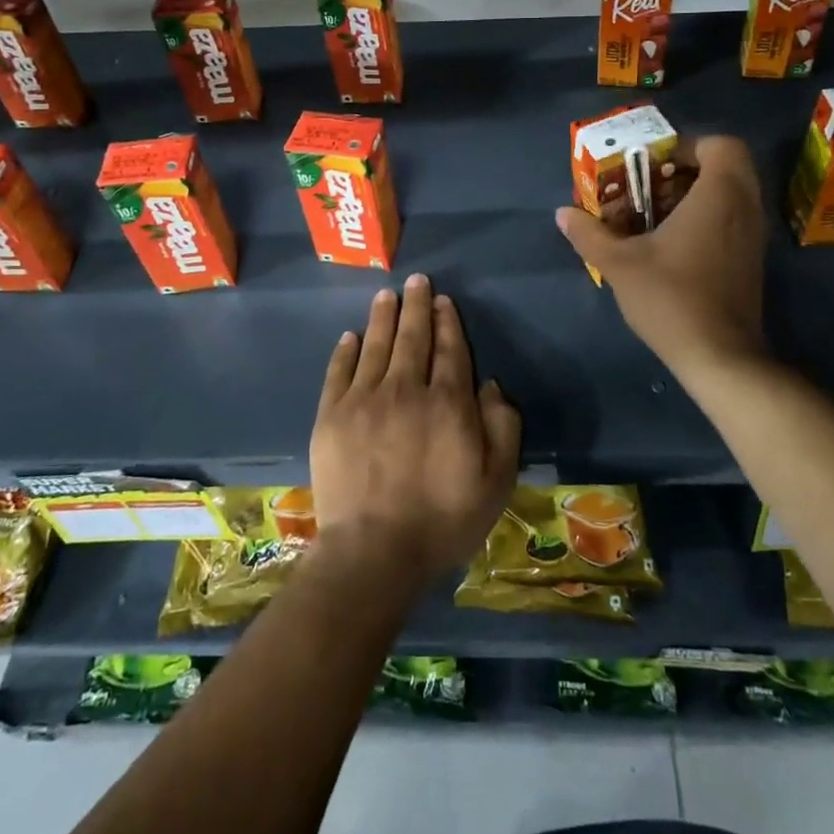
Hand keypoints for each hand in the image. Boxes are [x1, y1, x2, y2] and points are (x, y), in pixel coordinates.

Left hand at [310, 274, 521, 590]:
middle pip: (412, 337)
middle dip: (417, 305)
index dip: (448, 322)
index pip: (450, 350)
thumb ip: (502, 427)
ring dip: (383, 317)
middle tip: (417, 281)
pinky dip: (346, 351)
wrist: (373, 552)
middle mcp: (406, 389)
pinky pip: (339, 372)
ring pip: (376, 345)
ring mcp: (364, 400)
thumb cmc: (442, 520)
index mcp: (448, 402)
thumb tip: (490, 386)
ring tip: (386, 294)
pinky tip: (351, 336)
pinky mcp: (331, 416)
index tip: (444, 301)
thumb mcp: (496, 481)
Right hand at [555, 135, 767, 374]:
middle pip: (726, 166)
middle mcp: (744, 208)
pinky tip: (670, 244)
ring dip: (694, 195)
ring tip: (654, 215)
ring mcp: (752, 236)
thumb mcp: (619, 264)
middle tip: (650, 186)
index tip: (652, 165)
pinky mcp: (750, 260)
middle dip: (686, 170)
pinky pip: (732, 219)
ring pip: (730, 194)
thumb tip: (562, 214)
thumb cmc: (671, 298)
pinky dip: (706, 218)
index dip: (686, 146)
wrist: (719, 355)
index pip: (721, 145)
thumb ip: (589, 234)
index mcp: (719, 195)